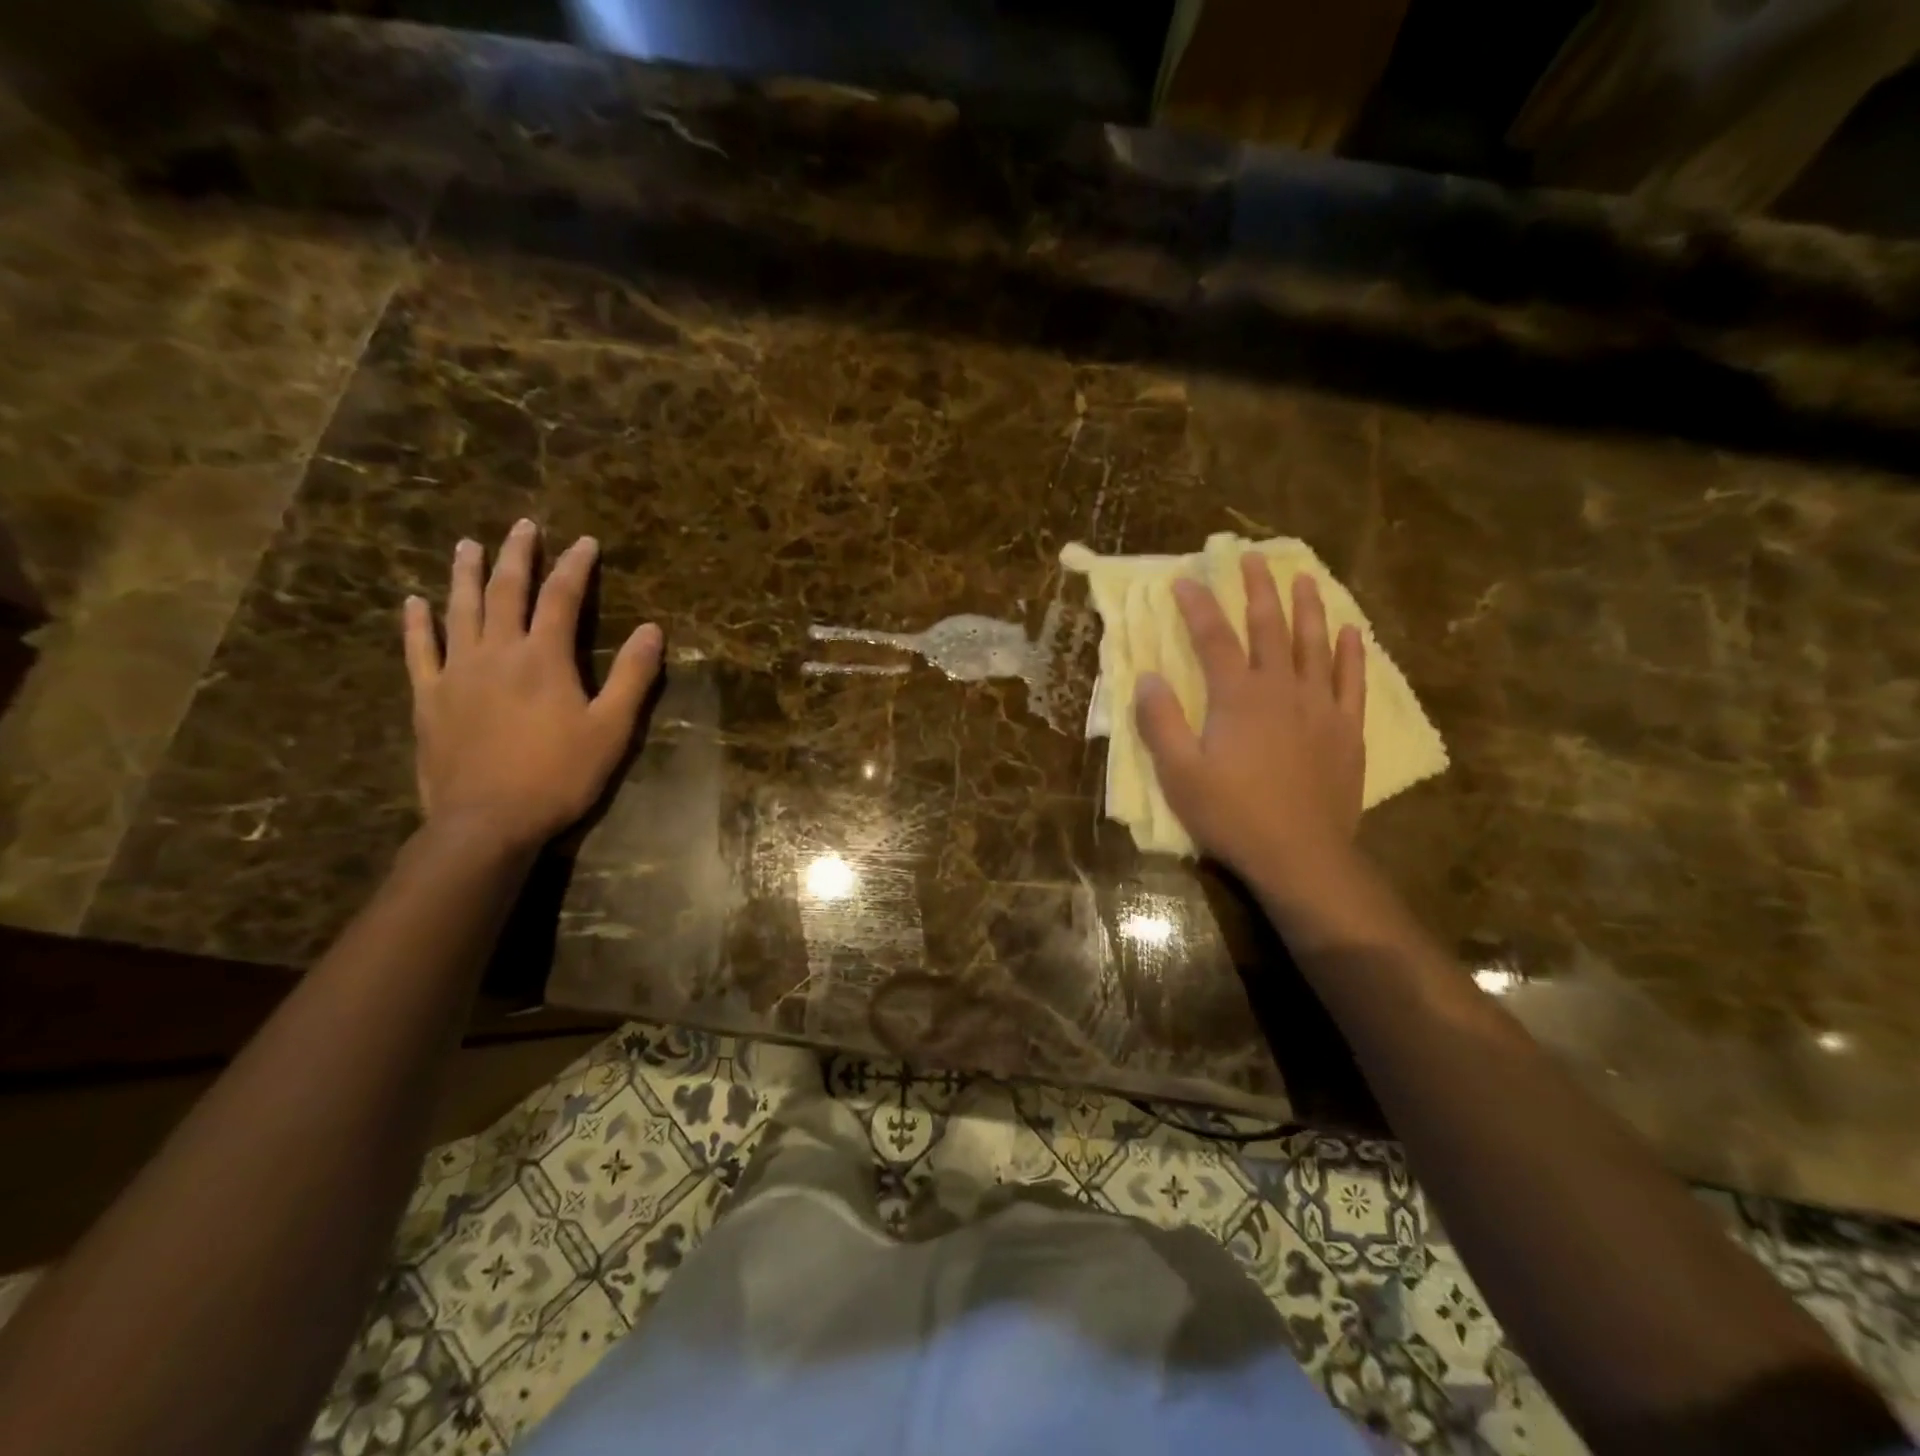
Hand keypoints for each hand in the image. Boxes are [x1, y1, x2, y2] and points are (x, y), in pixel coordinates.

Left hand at [402, 520, 662, 851]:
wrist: (487, 822)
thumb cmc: (559, 776)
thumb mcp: (612, 729)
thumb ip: (632, 676)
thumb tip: (653, 630)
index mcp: (544, 658)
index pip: (562, 598)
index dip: (575, 566)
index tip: (584, 541)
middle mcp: (496, 652)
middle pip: (505, 591)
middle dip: (516, 555)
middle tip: (522, 526)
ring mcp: (456, 673)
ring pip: (458, 610)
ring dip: (464, 574)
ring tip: (467, 545)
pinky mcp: (428, 698)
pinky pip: (418, 651)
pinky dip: (416, 623)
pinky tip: (413, 602)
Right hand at [1135, 555, 1365, 888]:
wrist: (1300, 855)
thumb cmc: (1232, 815)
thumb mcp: (1179, 774)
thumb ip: (1161, 723)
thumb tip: (1146, 678)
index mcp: (1237, 697)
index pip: (1213, 638)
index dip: (1197, 606)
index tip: (1184, 580)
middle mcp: (1281, 689)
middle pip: (1269, 627)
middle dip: (1257, 590)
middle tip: (1251, 558)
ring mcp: (1320, 707)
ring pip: (1315, 644)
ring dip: (1307, 607)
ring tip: (1304, 577)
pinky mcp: (1346, 729)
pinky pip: (1352, 680)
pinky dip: (1352, 652)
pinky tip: (1351, 631)